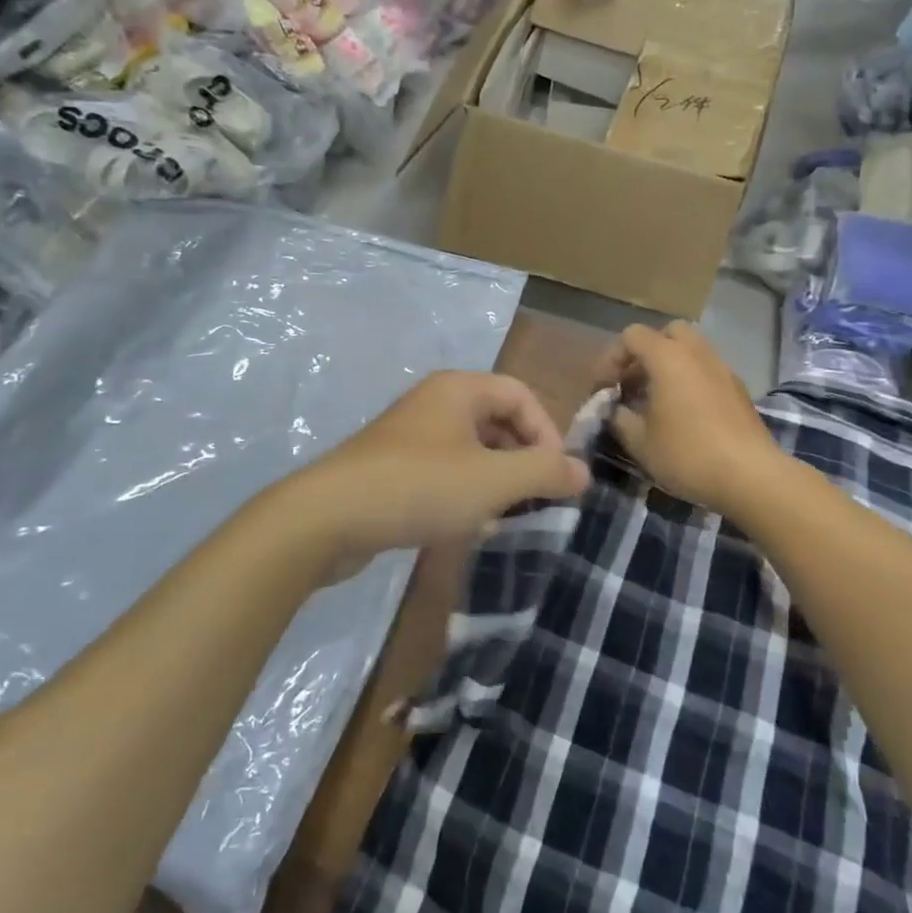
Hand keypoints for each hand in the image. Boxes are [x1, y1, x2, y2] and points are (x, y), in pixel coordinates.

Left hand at [293, 371, 589, 560]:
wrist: (329, 517)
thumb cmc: (420, 487)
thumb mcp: (493, 480)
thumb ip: (544, 472)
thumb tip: (583, 472)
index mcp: (459, 389)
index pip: (521, 394)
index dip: (547, 431)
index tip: (556, 476)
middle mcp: (434, 403)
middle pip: (497, 420)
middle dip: (523, 457)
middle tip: (536, 497)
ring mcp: (410, 436)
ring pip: (471, 449)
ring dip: (496, 478)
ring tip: (506, 514)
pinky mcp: (392, 468)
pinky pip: (444, 470)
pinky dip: (465, 491)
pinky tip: (468, 523)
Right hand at [595, 321, 782, 516]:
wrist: (751, 476)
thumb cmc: (687, 454)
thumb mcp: (639, 442)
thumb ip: (619, 418)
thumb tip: (616, 410)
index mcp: (668, 357)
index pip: (632, 336)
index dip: (612, 359)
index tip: (606, 390)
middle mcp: (697, 353)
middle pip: (667, 333)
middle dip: (646, 354)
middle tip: (634, 384)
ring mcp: (723, 369)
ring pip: (691, 351)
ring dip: (670, 367)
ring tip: (657, 401)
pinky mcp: (739, 390)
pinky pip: (707, 371)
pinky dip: (691, 380)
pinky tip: (685, 415)